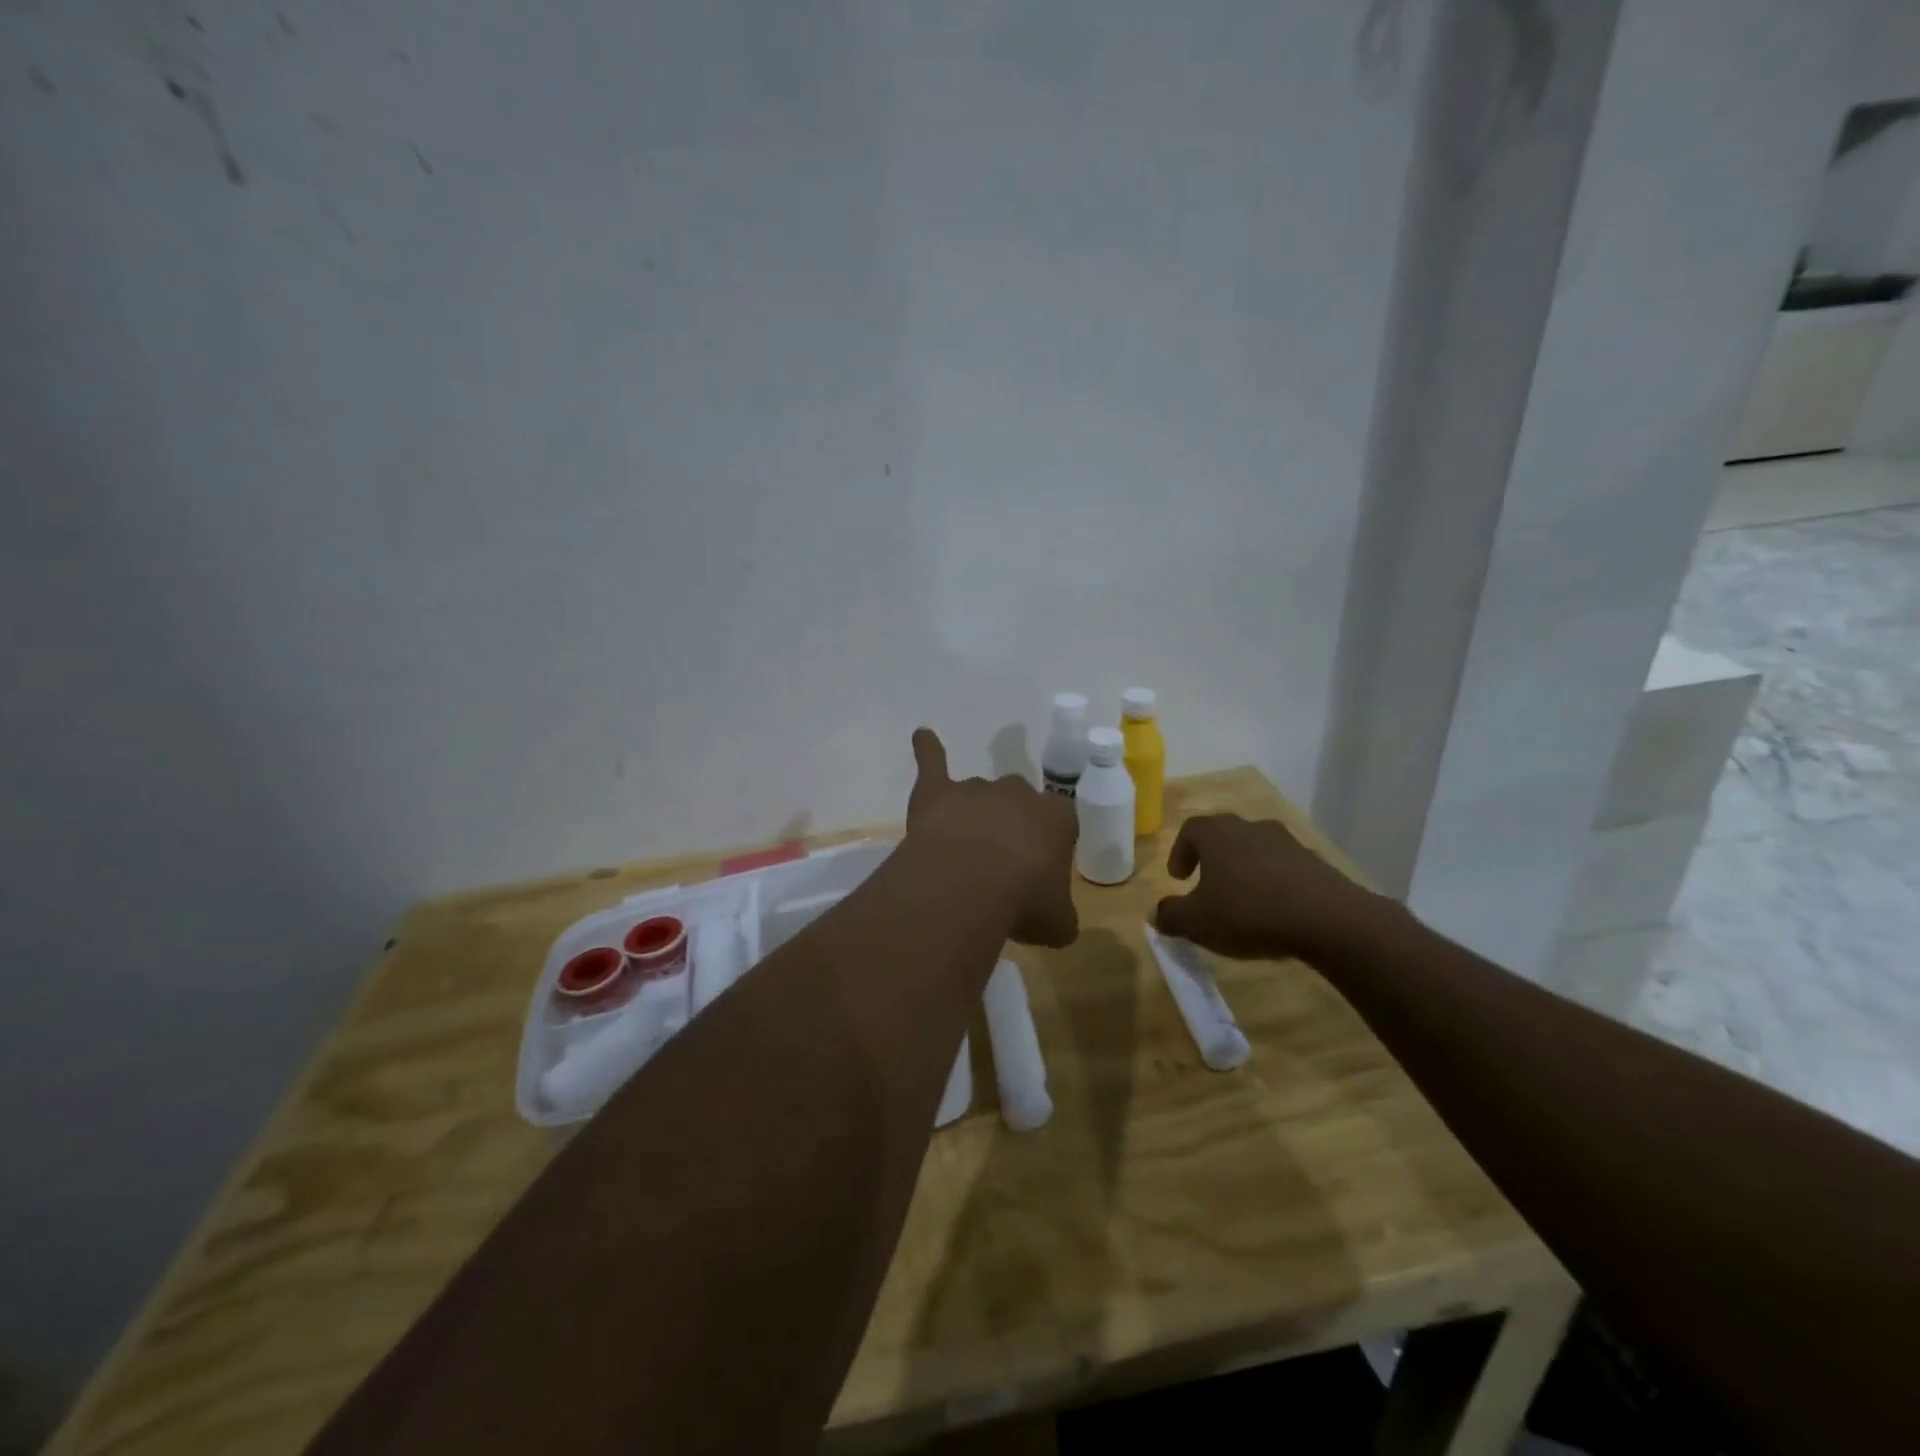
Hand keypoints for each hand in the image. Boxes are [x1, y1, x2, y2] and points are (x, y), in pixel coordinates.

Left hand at [905, 728, 1079, 947]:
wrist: (969, 884)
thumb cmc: (1024, 900)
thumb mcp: (1058, 923)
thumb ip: (1060, 917)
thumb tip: (1058, 924)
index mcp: (1056, 817)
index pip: (1061, 820)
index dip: (1050, 844)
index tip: (1040, 870)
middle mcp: (1019, 794)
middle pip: (1019, 802)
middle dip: (1011, 826)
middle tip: (1000, 863)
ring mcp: (976, 790)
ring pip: (979, 795)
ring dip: (974, 816)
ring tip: (963, 853)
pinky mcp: (938, 791)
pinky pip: (933, 762)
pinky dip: (927, 749)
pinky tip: (922, 736)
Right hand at [1152, 813, 1387, 961]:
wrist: (1328, 919)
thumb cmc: (1248, 912)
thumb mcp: (1197, 922)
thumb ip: (1171, 916)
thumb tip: (1157, 914)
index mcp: (1217, 834)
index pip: (1190, 830)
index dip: (1180, 852)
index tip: (1179, 879)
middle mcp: (1250, 827)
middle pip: (1223, 836)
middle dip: (1211, 860)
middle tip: (1206, 886)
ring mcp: (1286, 842)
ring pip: (1255, 850)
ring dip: (1244, 871)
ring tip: (1242, 902)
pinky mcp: (1315, 862)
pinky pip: (1283, 868)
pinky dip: (1273, 883)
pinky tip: (1274, 912)